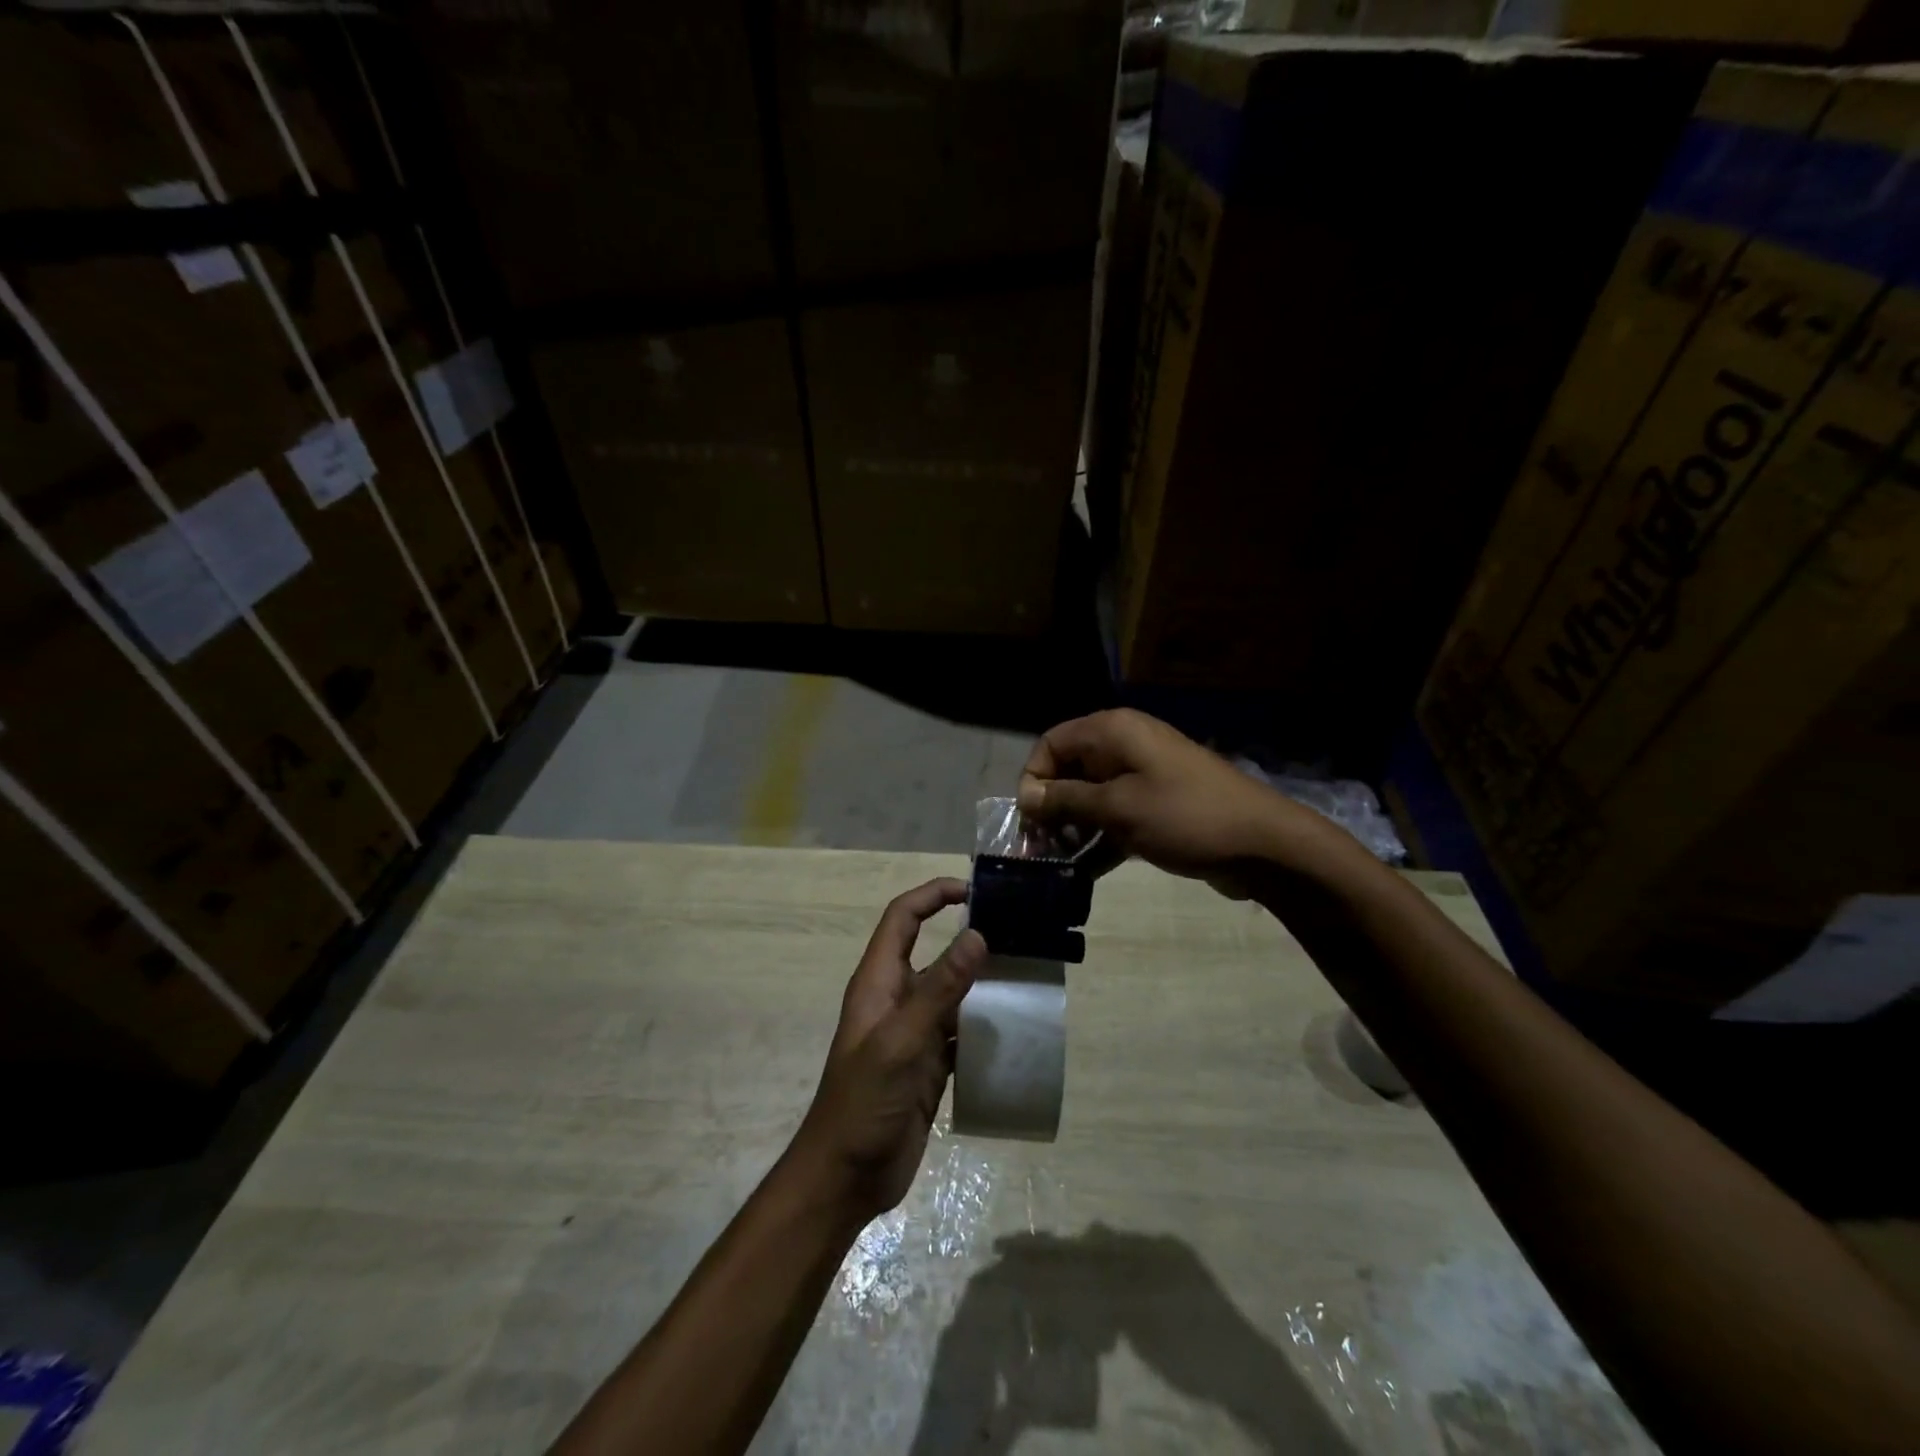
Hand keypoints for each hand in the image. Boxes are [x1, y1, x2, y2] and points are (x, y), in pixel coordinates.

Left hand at [792, 878, 986, 1220]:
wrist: (846, 1177)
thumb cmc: (863, 1101)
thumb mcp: (901, 1041)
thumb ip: (939, 990)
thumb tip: (978, 937)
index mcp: (878, 982)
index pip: (902, 918)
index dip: (932, 896)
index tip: (974, 891)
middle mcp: (896, 999)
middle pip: (932, 950)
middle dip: (967, 937)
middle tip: (1016, 931)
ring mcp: (913, 1033)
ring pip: (951, 991)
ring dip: (982, 980)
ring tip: (1026, 972)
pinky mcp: (929, 1064)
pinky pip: (961, 1030)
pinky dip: (985, 1023)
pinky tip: (1015, 1025)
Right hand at [1016, 709, 1320, 883]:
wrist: (1262, 843)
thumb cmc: (1184, 816)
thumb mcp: (1117, 808)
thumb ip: (1066, 800)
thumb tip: (1025, 796)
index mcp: (1113, 732)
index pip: (1052, 742)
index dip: (1034, 777)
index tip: (1028, 819)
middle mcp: (1125, 746)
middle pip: (1069, 770)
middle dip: (1050, 808)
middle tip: (1038, 848)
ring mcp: (1143, 776)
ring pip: (1091, 796)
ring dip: (1072, 827)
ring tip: (1059, 863)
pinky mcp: (1157, 804)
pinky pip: (1115, 815)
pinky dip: (1099, 838)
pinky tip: (1084, 871)